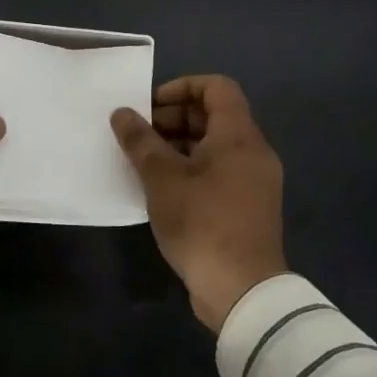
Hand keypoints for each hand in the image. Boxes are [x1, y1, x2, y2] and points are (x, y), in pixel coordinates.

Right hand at [111, 75, 286, 331]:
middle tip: (140, 138)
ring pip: (215, 146)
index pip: (216, 87)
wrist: (242, 290)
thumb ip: (140, 141)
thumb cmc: (202, 222)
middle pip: (214, 116)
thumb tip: (122, 113)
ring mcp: (254, 181)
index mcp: (239, 135)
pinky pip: (219, 171)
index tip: (150, 107)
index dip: (181, 87)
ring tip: (145, 164)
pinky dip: (192, 169)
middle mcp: (253, 151)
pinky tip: (163, 190)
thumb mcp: (162, 178)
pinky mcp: (249, 207)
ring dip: (179, 146)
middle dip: (174, 119)